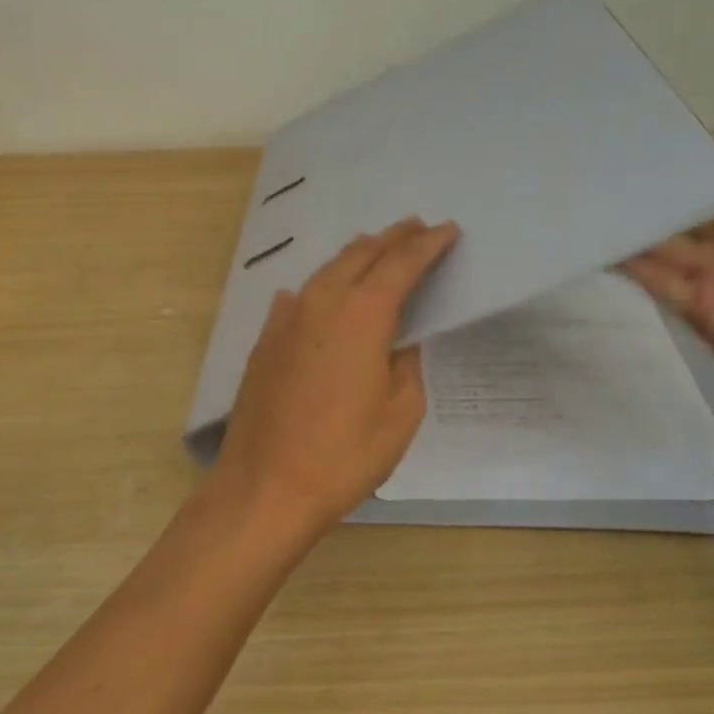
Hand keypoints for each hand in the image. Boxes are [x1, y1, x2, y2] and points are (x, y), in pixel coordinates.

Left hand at [214, 218, 459, 533]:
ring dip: (358, 255)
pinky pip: (299, 297)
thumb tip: (397, 342)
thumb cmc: (344, 455)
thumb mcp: (400, 414)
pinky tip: (324, 293)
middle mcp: (322, 301)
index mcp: (363, 314)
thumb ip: (405, 364)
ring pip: (328, 269)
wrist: (265, 486)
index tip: (448, 230)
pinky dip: (322, 286)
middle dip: (393, 238)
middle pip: (362, 253)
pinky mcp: (266, 338)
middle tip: (417, 227)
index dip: (428, 244)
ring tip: (379, 248)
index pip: (402, 263)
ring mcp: (287, 317)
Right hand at [620, 103, 713, 435]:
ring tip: (584, 201)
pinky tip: (595, 242)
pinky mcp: (695, 310)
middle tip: (598, 171)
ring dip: (629, 230)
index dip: (683, 173)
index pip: (713, 192)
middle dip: (646, 200)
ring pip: (659, 247)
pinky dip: (627, 265)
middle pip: (678, 218)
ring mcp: (711, 280)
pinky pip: (656, 282)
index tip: (641, 145)